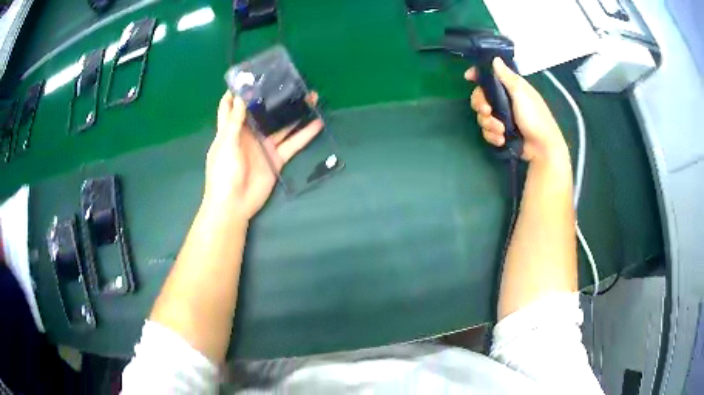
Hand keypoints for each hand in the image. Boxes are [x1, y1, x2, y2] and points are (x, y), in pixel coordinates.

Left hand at [203, 91, 322, 219]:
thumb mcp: (225, 144)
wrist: (233, 204)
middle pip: (262, 112)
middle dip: (273, 97)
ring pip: (281, 125)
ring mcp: (264, 146)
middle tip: (288, 82)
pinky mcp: (277, 158)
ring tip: (309, 97)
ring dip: (294, 113)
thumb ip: (234, 122)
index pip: (231, 106)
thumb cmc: (223, 173)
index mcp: (231, 129)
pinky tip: (317, 122)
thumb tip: (241, 97)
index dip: (237, 91)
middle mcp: (248, 134)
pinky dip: (305, 134)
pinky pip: (293, 144)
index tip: (250, 76)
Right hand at [465, 58, 568, 163]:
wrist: (542, 148)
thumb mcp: (521, 94)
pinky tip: (502, 140)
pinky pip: (488, 132)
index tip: (468, 77)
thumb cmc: (535, 117)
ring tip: (501, 131)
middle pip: (481, 97)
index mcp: (510, 88)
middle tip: (487, 112)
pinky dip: (493, 136)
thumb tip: (495, 58)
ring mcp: (502, 117)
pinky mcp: (501, 133)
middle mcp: (504, 101)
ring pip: (482, 116)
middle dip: (480, 105)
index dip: (478, 76)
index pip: (490, 77)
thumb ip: (507, 77)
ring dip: (489, 124)